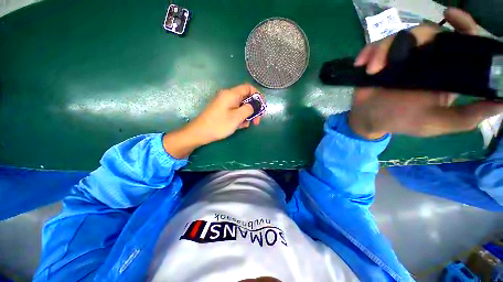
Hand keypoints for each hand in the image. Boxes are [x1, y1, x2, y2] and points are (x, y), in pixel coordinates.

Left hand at [163, 84, 263, 157]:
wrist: (200, 133)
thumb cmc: (219, 124)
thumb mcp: (237, 117)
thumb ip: (249, 109)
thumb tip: (254, 105)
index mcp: (231, 94)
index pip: (248, 88)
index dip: (257, 95)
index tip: (262, 106)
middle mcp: (228, 96)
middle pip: (246, 98)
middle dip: (253, 109)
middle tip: (257, 120)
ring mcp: (225, 104)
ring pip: (241, 106)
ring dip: (247, 115)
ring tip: (247, 125)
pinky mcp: (223, 110)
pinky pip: (235, 111)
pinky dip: (240, 117)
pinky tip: (240, 126)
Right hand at [348, 8, 502, 139]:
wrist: (368, 120)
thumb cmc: (401, 122)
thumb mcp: (436, 123)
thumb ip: (467, 116)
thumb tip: (502, 103)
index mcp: (445, 73)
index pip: (461, 43)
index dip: (463, 26)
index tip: (452, 15)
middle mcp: (426, 60)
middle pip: (426, 33)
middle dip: (410, 39)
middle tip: (391, 59)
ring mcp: (402, 58)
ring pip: (399, 37)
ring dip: (382, 51)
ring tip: (372, 70)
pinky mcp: (381, 60)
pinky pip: (375, 47)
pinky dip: (368, 52)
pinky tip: (361, 64)